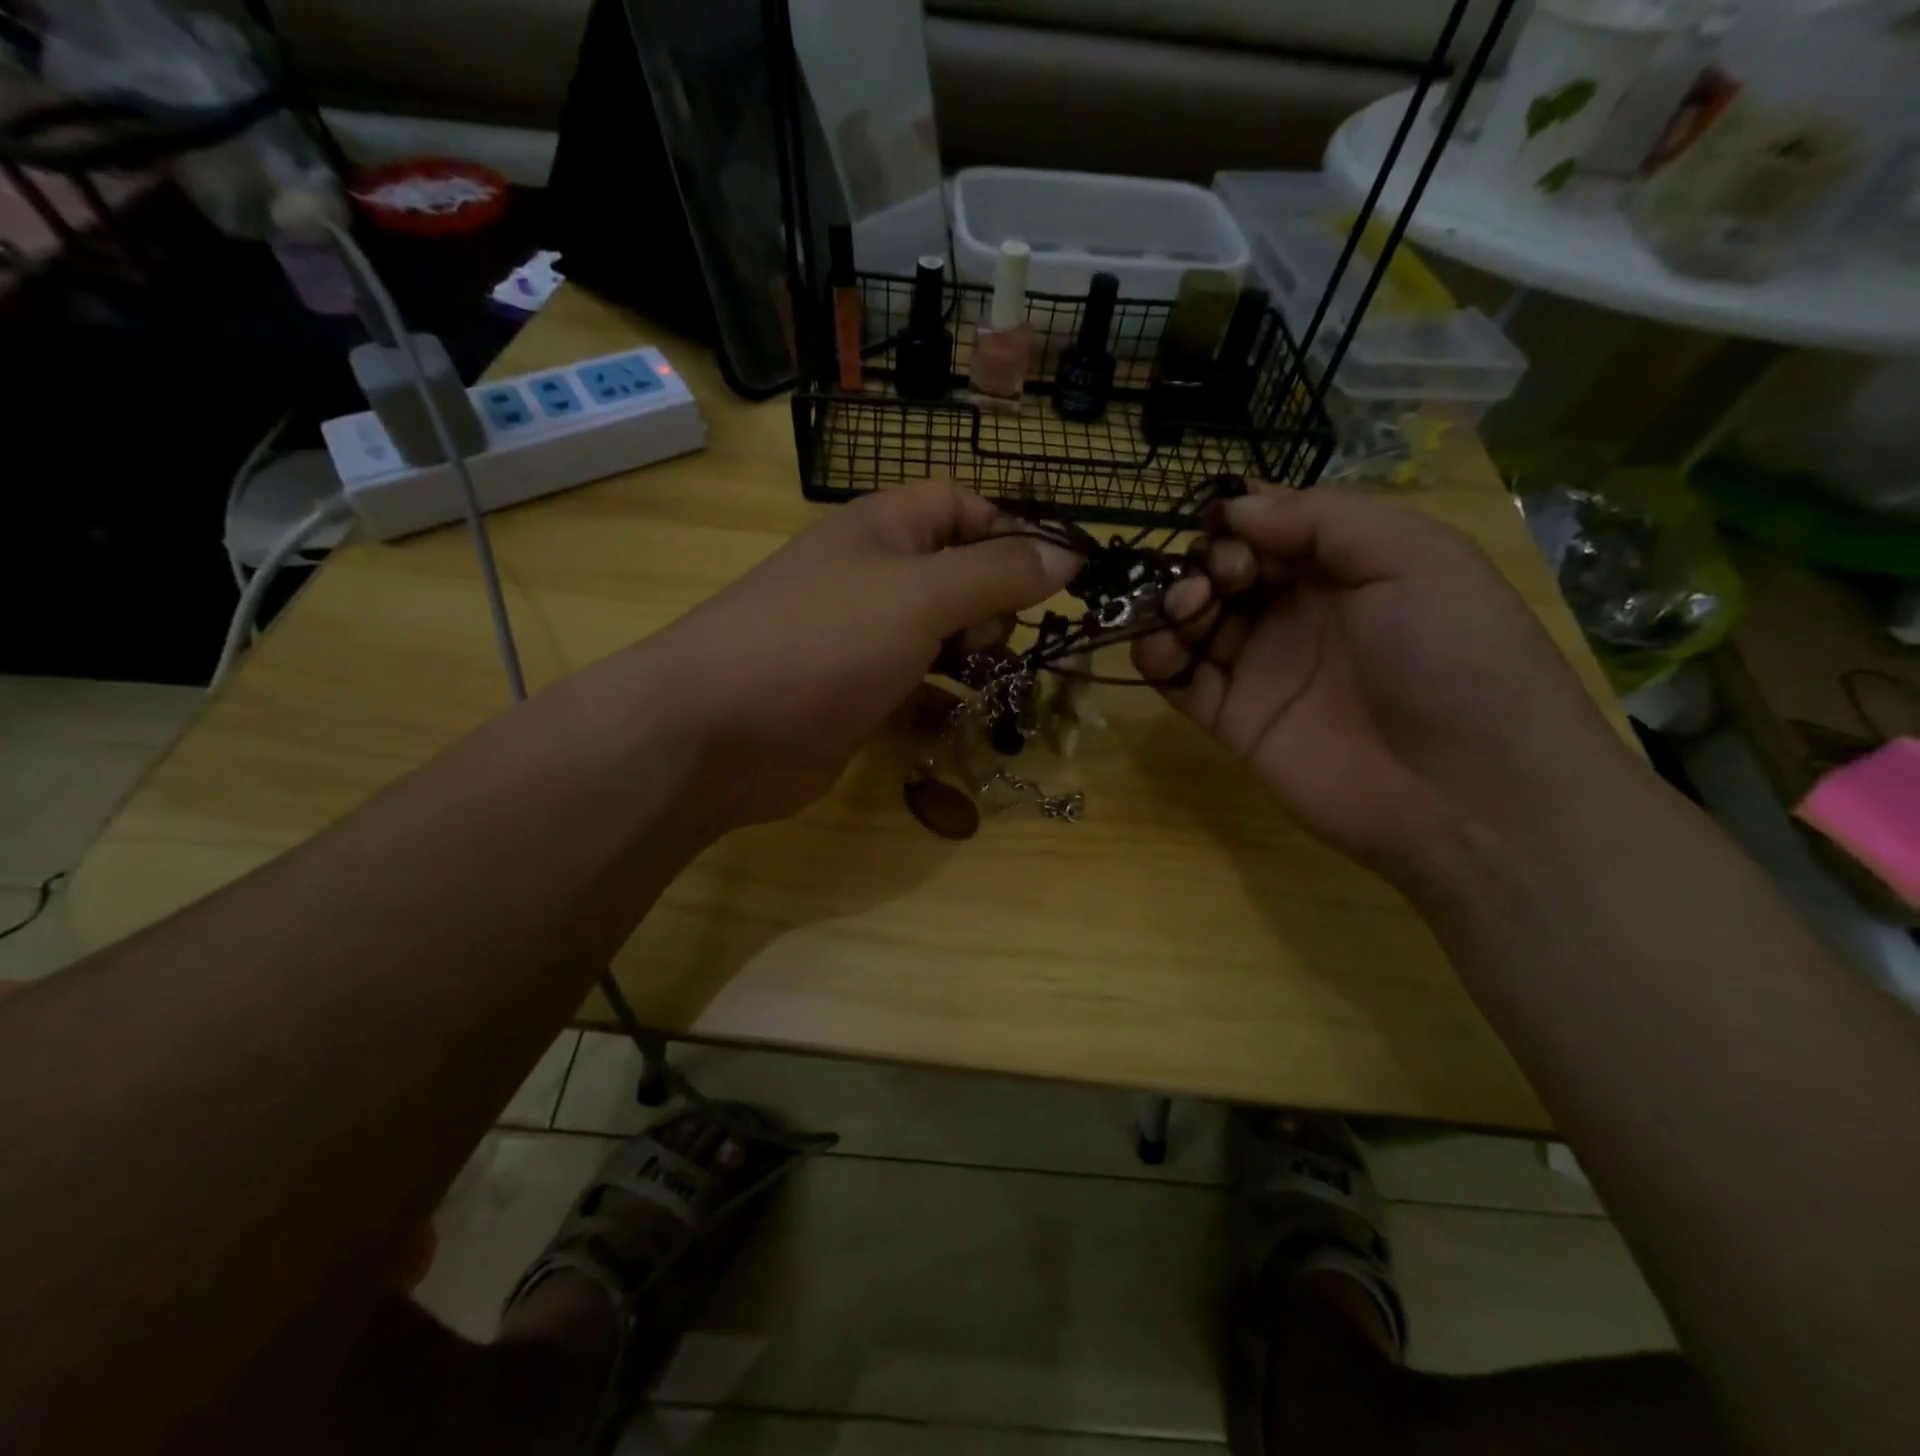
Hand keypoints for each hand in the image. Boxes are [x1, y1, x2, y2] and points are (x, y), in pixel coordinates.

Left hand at [650, 480, 1079, 828]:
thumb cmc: (822, 643)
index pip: (962, 506)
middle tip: (996, 643)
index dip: (1009, 533)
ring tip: (997, 685)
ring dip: (977, 658)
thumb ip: (997, 573)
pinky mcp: (859, 697)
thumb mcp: (920, 596)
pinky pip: (919, 688)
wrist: (718, 733)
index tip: (1051, 579)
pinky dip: (946, 701)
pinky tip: (963, 719)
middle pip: (958, 574)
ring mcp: (864, 641)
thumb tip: (1068, 554)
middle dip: (994, 605)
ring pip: (942, 637)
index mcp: (884, 531)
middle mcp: (874, 578)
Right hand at [1135, 487, 1639, 886]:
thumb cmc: (1454, 657)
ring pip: (1192, 620)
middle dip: (1205, 560)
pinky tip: (1161, 648)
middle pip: (1223, 570)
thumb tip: (1233, 508)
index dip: (1239, 519)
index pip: (1269, 526)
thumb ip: (1322, 518)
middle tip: (1219, 579)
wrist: (1466, 793)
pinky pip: (1177, 678)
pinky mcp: (1232, 718)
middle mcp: (1298, 613)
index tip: (1222, 525)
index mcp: (1346, 567)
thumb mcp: (1415, 557)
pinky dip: (1156, 656)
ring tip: (1188, 610)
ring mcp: (1261, 667)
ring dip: (1174, 602)